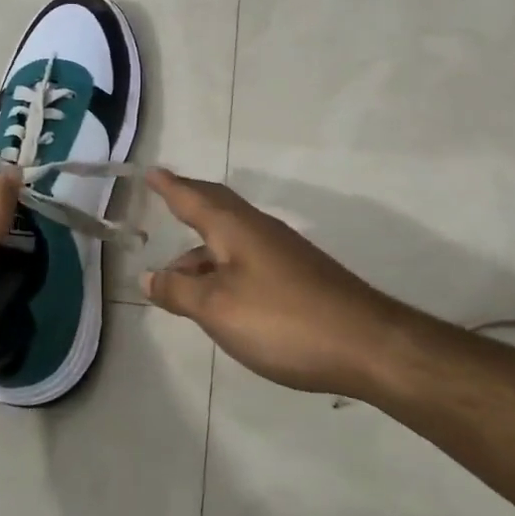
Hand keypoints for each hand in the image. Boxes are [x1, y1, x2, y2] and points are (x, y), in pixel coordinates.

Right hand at [143, 169, 408, 397]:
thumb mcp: (217, 308)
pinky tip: (220, 294)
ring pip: (231, 238)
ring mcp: (282, 252)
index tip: (150, 171)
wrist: (366, 344)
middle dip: (188, 202)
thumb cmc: (281, 320)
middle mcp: (258, 229)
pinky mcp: (298, 276)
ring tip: (177, 275)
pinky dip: (222, 265)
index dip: (169, 186)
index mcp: (234, 228)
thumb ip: (179, 290)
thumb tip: (148, 275)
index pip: (192, 197)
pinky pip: (246, 258)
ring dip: (201, 249)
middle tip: (165, 199)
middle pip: (216, 208)